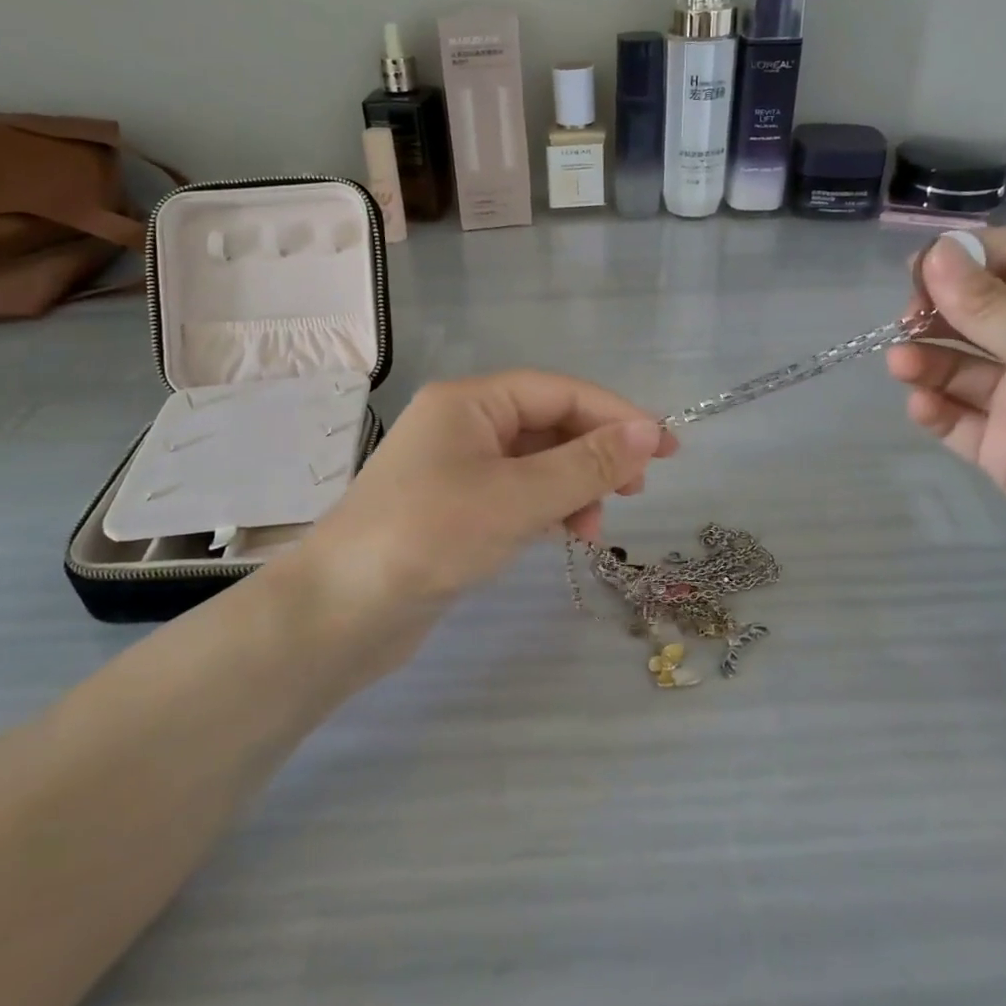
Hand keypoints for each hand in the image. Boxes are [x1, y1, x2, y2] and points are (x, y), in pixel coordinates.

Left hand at [278, 370, 675, 680]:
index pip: (559, 392)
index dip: (616, 415)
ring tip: (595, 527)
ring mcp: (455, 468)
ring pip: (535, 463)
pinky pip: (516, 494)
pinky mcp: (453, 509)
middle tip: (638, 490)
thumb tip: (648, 434)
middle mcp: (462, 425)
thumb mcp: (518, 497)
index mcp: (469, 402)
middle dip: (596, 454)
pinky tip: (563, 533)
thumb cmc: (429, 538)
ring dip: (573, 487)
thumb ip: (587, 464)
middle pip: (548, 424)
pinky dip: (546, 508)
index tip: (666, 448)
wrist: (340, 613)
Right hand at [887, 230, 1005, 605]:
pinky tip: (922, 406)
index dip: (967, 257)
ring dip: (928, 360)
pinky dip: (936, 408)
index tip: (916, 270)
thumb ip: (991, 306)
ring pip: (963, 366)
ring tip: (901, 366)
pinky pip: (960, 418)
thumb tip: (936, 251)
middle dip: (940, 311)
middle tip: (904, 323)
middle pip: (984, 312)